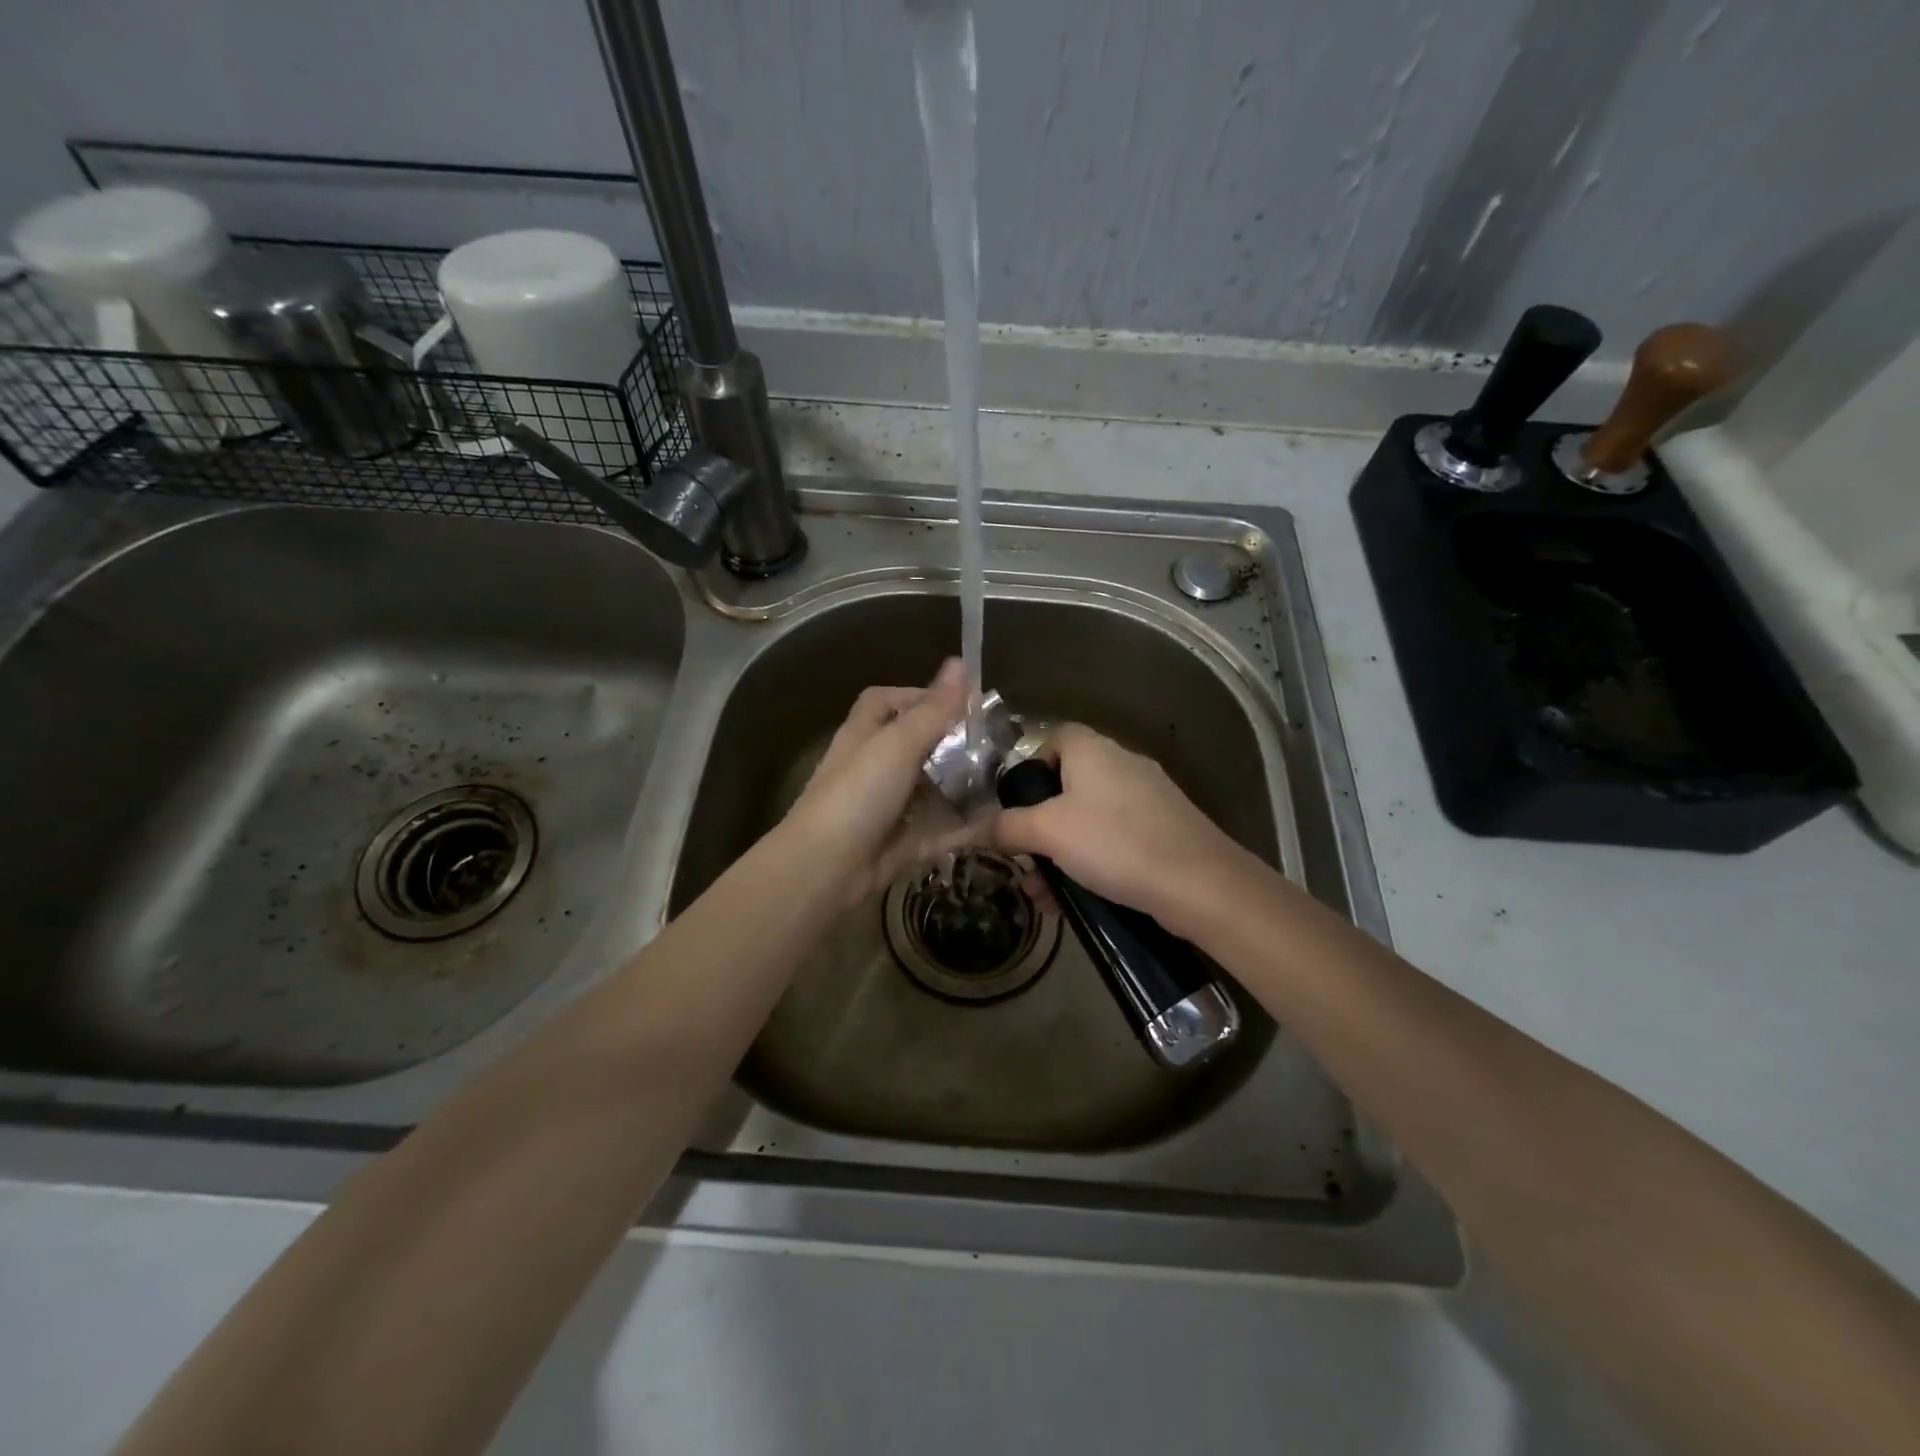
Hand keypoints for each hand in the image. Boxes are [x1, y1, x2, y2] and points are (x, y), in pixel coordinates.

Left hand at [783, 659, 976, 904]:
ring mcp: (887, 806)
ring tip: (1003, 780)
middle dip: (951, 743)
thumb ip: (933, 709)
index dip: (917, 695)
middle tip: (994, 743)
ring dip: (961, 785)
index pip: (885, 701)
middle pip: (914, 745)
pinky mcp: (900, 842)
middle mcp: (873, 767)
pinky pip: (938, 830)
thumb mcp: (898, 743)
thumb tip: (961, 662)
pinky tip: (996, 822)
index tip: (958, 702)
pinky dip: (963, 828)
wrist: (826, 866)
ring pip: (929, 789)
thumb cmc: (858, 792)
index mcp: (864, 735)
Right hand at [992, 723, 1245, 931]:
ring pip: (1091, 819)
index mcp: (1093, 750)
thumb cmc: (1114, 842)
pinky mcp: (1165, 829)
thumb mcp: (1048, 833)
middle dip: (1041, 825)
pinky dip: (1093, 862)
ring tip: (1044, 894)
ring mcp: (1149, 797)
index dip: (1030, 766)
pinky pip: (1116, 839)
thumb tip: (978, 827)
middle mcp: (1122, 764)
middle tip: (1024, 860)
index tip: (1016, 804)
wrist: (1199, 883)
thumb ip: (1008, 826)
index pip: (1055, 738)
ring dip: (1062, 853)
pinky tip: (1078, 899)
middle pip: (1069, 784)